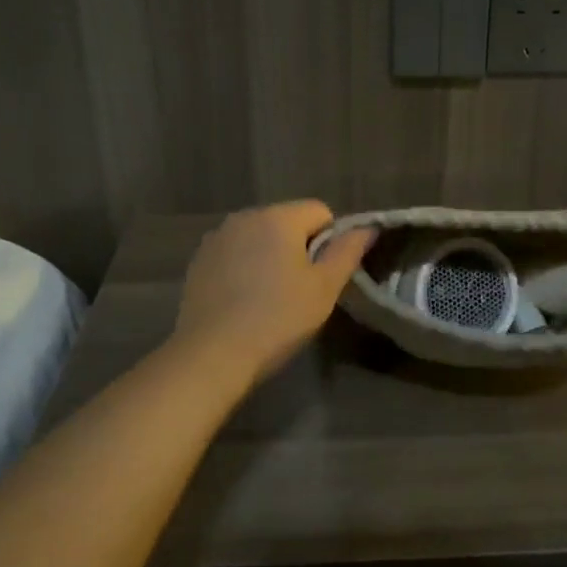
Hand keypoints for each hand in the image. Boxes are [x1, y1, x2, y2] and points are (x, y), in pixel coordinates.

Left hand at [172, 202, 375, 383]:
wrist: (212, 354)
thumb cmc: (278, 319)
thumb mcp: (324, 288)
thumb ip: (348, 252)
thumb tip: (367, 228)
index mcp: (278, 217)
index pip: (320, 211)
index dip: (331, 241)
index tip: (324, 277)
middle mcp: (244, 217)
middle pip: (287, 222)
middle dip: (299, 248)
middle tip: (301, 291)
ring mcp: (216, 238)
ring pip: (259, 239)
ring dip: (270, 257)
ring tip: (270, 299)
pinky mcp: (198, 261)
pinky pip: (234, 255)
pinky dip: (244, 269)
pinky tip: (243, 302)